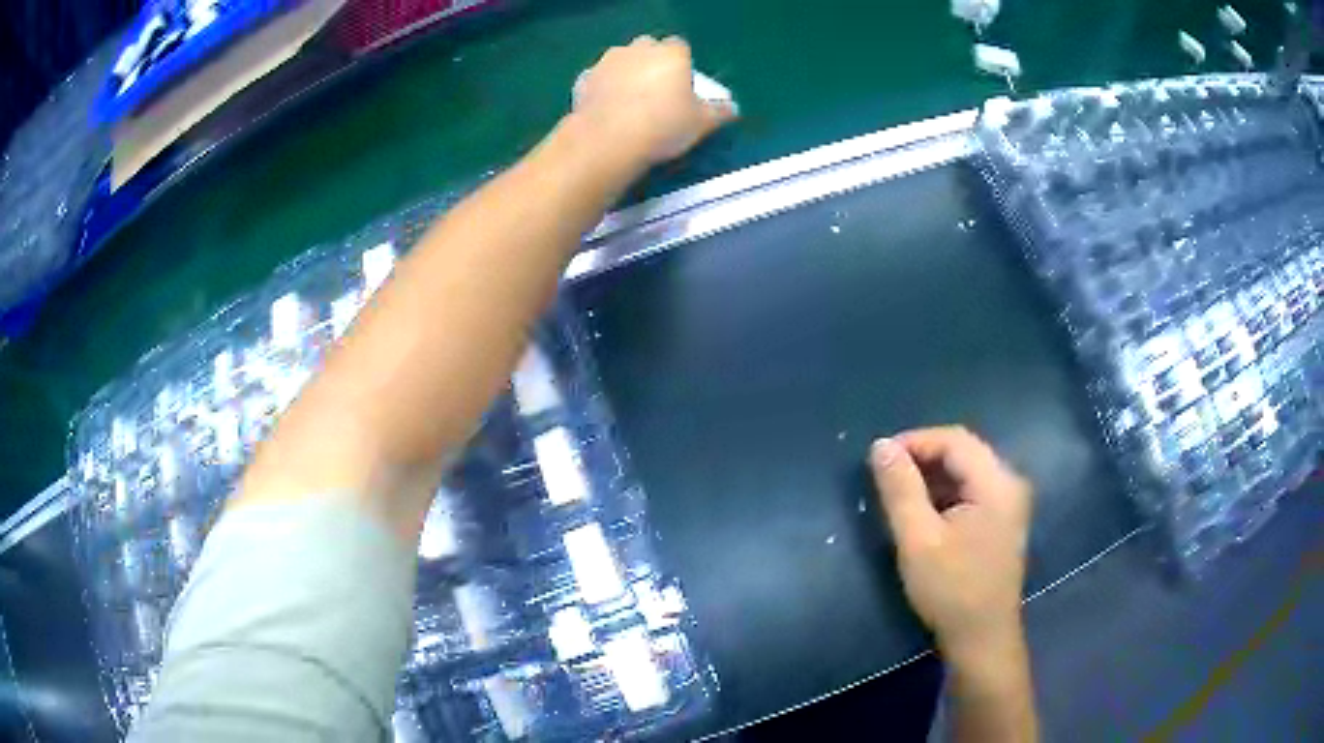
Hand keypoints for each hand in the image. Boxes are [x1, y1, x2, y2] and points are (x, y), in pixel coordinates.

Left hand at [572, 36, 736, 166]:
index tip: (682, 85)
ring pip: (621, 61)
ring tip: (630, 103)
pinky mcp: (584, 79)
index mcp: (670, 53)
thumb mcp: (701, 123)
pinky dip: (603, 89)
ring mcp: (607, 61)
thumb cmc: (663, 125)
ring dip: (626, 73)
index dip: (682, 64)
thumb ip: (718, 112)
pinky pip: (598, 79)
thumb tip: (732, 108)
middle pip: (648, 48)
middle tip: (656, 92)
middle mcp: (638, 49)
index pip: (680, 46)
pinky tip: (607, 110)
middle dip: (652, 63)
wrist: (608, 139)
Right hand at [869, 427, 1032, 658]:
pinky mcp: (1002, 522)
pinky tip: (923, 514)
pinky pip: (972, 492)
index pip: (954, 439)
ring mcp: (1009, 504)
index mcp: (996, 482)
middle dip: (922, 458)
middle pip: (963, 452)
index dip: (915, 441)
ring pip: (966, 472)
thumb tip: (881, 445)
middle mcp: (1010, 484)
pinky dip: (945, 494)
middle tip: (885, 477)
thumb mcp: (917, 539)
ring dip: (932, 477)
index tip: (879, 458)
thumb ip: (900, 489)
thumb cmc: (951, 590)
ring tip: (899, 495)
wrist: (982, 638)